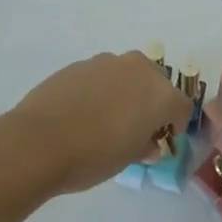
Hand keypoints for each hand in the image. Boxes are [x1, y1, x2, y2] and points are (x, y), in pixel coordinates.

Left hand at [10, 51, 192, 194]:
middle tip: (136, 128)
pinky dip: (101, 89)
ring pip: (127, 75)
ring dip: (125, 92)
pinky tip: (84, 111)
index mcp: (159, 93)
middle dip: (151, 102)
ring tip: (107, 119)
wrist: (39, 140)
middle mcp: (137, 69)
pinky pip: (101, 75)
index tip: (162, 139)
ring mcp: (106, 62)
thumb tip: (147, 141)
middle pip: (156, 82)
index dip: (175, 124)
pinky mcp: (80, 63)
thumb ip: (144, 144)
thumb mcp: (127, 159)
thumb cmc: (93, 155)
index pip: (181, 106)